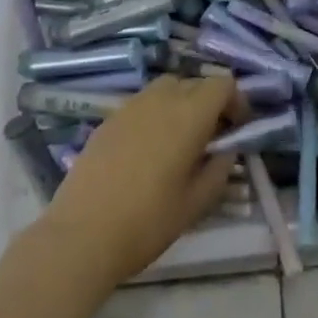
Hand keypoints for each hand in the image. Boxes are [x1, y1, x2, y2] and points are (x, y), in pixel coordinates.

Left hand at [39, 72, 241, 288]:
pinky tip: (147, 150)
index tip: (236, 129)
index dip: (236, 101)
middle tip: (211, 137)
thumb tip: (226, 150)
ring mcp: (130, 106)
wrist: (81, 235)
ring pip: (166, 88)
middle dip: (209, 102)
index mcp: (189, 114)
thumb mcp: (196, 203)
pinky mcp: (108, 120)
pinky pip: (142, 104)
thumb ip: (219, 169)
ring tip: (179, 141)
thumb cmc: (148, 221)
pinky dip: (155, 114)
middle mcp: (161, 99)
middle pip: (194, 82)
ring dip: (181, 104)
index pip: (222, 84)